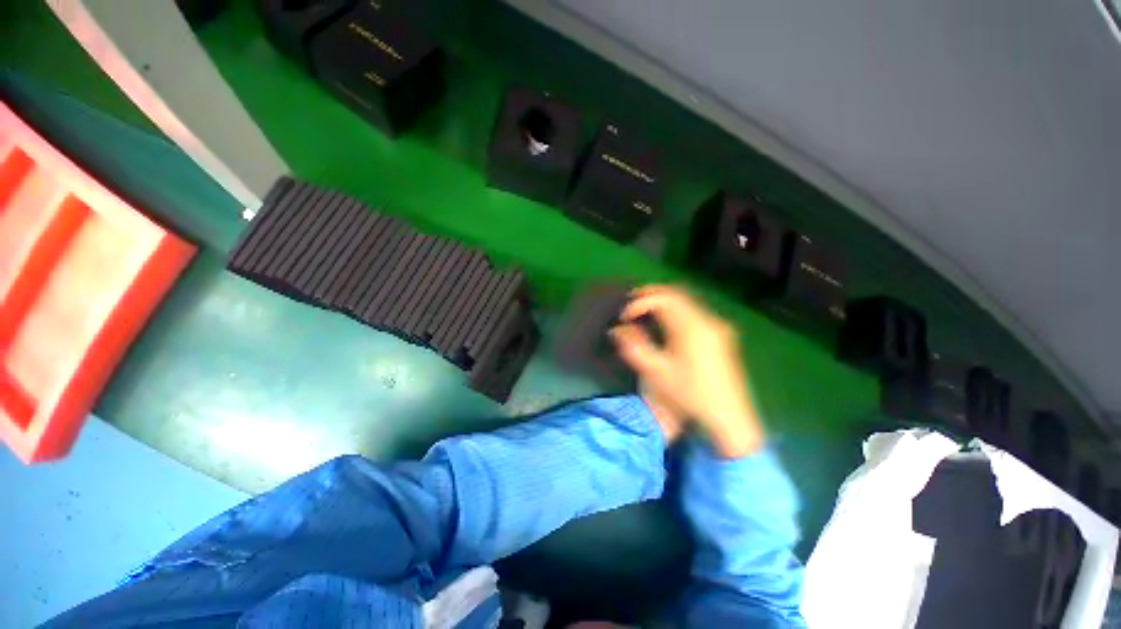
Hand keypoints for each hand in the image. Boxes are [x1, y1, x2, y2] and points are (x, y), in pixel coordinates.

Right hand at [610, 285, 764, 457]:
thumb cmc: (690, 395)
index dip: (640, 303)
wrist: (730, 417)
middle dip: (651, 295)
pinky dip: (676, 309)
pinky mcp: (722, 333)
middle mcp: (707, 320)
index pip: (663, 300)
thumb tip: (617, 329)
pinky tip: (666, 321)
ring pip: (687, 300)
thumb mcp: (656, 373)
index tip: (625, 317)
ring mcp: (717, 326)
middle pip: (676, 293)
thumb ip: (634, 347)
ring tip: (644, 309)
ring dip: (664, 300)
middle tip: (631, 304)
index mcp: (691, 329)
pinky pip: (695, 310)